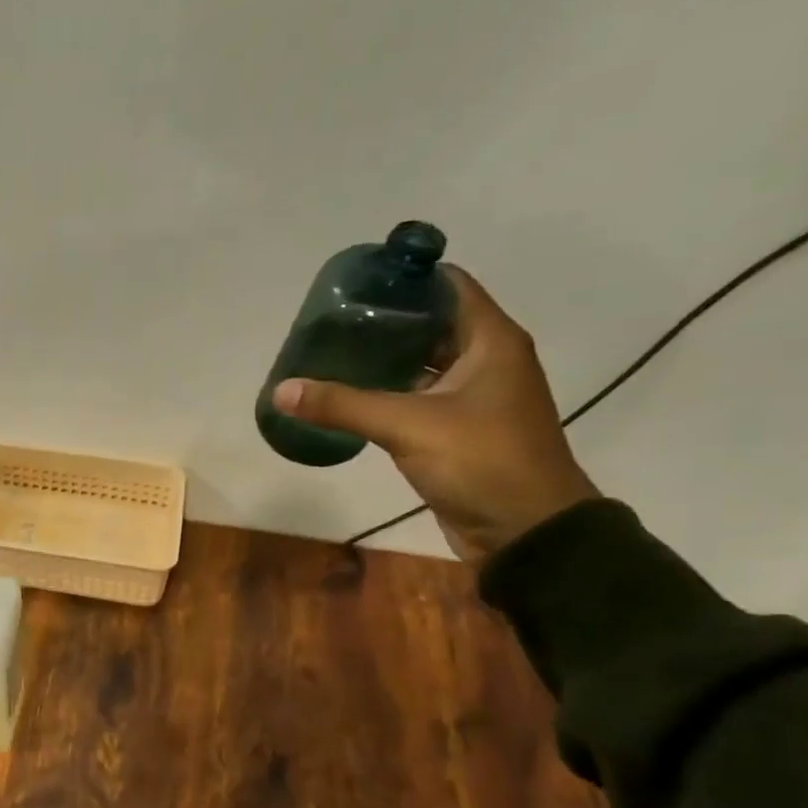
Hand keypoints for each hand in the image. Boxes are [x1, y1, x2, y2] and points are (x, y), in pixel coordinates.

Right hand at [271, 267, 599, 563]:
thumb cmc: (482, 461)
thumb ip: (344, 405)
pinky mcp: (456, 428)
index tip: (354, 282)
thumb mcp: (409, 426)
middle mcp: (485, 359)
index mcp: (491, 340)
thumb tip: (281, 390)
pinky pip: (415, 395)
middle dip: (382, 319)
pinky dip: (385, 390)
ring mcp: (471, 396)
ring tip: (329, 351)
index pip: (447, 286)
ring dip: (381, 357)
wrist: (525, 530)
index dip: (403, 278)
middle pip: (429, 322)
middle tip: (328, 321)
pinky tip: (348, 394)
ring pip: (420, 361)